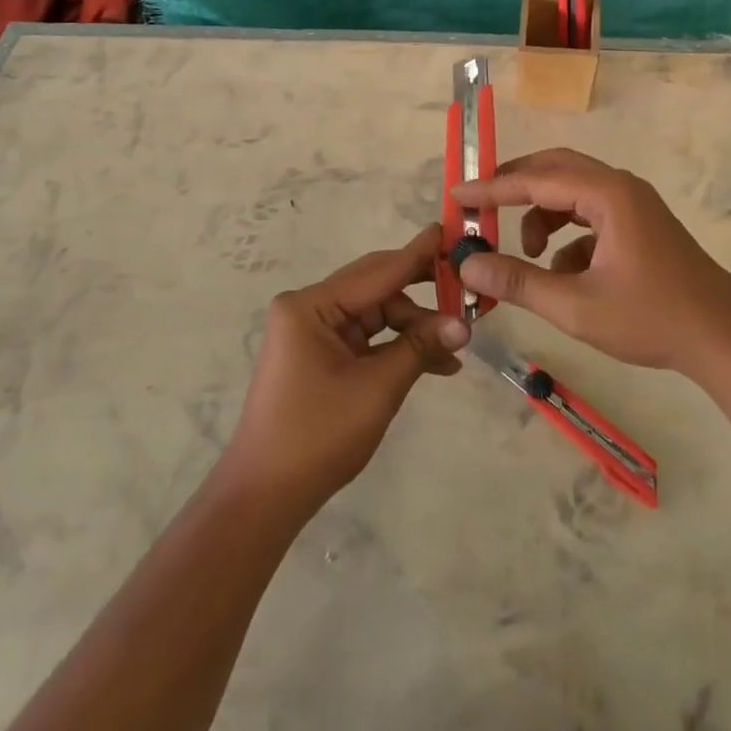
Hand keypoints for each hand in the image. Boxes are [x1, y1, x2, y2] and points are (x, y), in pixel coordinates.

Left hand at [223, 225, 468, 518]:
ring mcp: (313, 333)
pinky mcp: (320, 356)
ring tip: (456, 348)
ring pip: (376, 316)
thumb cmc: (318, 436)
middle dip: (422, 296)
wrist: (265, 498)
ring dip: (414, 330)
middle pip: (377, 290)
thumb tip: (464, 325)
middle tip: (465, 289)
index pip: (377, 271)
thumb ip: (420, 348)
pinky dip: (397, 349)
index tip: (450, 231)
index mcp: (311, 305)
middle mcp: (309, 309)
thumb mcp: (377, 388)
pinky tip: (435, 364)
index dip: (418, 254)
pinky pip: (367, 339)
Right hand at [454, 148, 730, 381]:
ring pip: (572, 192)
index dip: (491, 188)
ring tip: (526, 254)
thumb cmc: (652, 319)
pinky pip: (591, 214)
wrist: (725, 339)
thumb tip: (467, 265)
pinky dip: (567, 234)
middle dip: (515, 189)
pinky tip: (565, 273)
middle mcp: (620, 187)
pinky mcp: (640, 225)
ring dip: (542, 214)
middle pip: (555, 170)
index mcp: (607, 194)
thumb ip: (518, 282)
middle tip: (481, 209)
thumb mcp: (576, 305)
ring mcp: (634, 204)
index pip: (535, 179)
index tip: (456, 195)